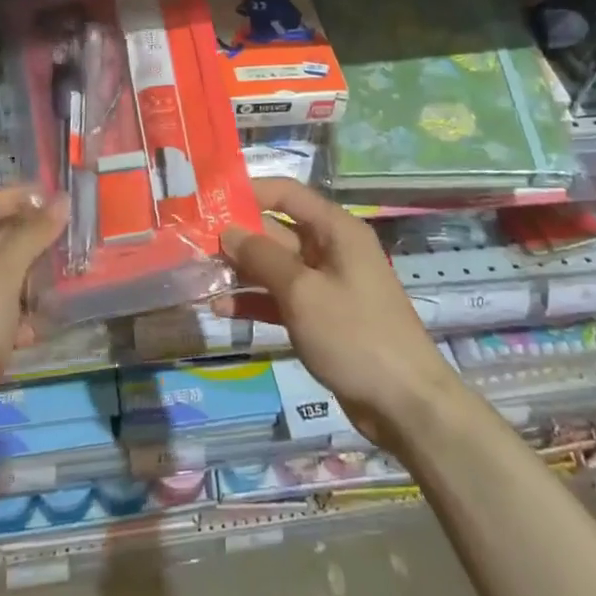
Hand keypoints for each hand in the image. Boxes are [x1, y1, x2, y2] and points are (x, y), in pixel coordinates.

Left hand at [0, 185, 66, 462]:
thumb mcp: (1, 276)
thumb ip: (31, 236)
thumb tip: (59, 200)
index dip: (15, 196)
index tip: (52, 196)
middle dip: (28, 236)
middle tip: (65, 234)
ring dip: (29, 276)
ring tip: (61, 277)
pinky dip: (20, 315)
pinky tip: (38, 327)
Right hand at [215, 178, 461, 451]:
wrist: (403, 403)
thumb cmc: (354, 335)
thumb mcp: (302, 292)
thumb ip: (262, 257)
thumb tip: (228, 231)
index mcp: (336, 230)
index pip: (287, 194)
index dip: (249, 192)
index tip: (209, 199)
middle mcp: (331, 250)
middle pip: (277, 230)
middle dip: (237, 236)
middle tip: (191, 242)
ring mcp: (326, 285)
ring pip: (275, 267)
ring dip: (240, 271)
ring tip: (198, 275)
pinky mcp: (320, 318)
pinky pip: (281, 299)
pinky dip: (254, 301)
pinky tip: (220, 309)